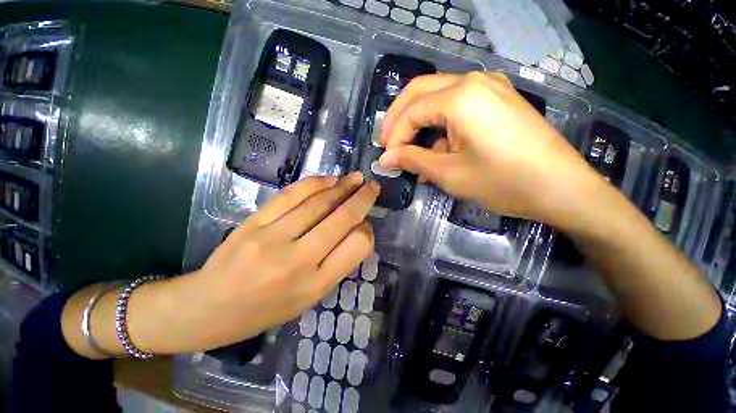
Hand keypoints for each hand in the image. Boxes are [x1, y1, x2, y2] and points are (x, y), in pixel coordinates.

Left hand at [194, 173, 378, 347]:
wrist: (209, 308)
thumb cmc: (266, 309)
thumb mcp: (310, 297)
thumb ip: (337, 264)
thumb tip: (357, 229)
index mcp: (316, 284)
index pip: (357, 246)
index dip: (367, 230)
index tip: (368, 222)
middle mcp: (299, 260)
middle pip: (342, 219)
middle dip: (362, 198)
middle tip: (373, 186)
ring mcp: (274, 238)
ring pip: (319, 203)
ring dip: (342, 186)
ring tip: (355, 178)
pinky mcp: (254, 222)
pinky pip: (291, 195)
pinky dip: (315, 183)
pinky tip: (329, 179)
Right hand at [379, 72, 600, 225]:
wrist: (562, 187)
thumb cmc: (503, 181)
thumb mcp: (449, 174)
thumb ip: (413, 161)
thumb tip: (386, 158)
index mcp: (460, 96)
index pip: (411, 111)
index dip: (394, 136)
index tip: (387, 158)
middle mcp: (473, 81)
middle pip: (420, 91)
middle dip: (399, 118)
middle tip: (388, 143)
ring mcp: (489, 87)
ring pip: (437, 96)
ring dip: (419, 122)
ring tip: (411, 151)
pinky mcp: (497, 99)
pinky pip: (457, 106)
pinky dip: (440, 125)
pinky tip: (437, 149)